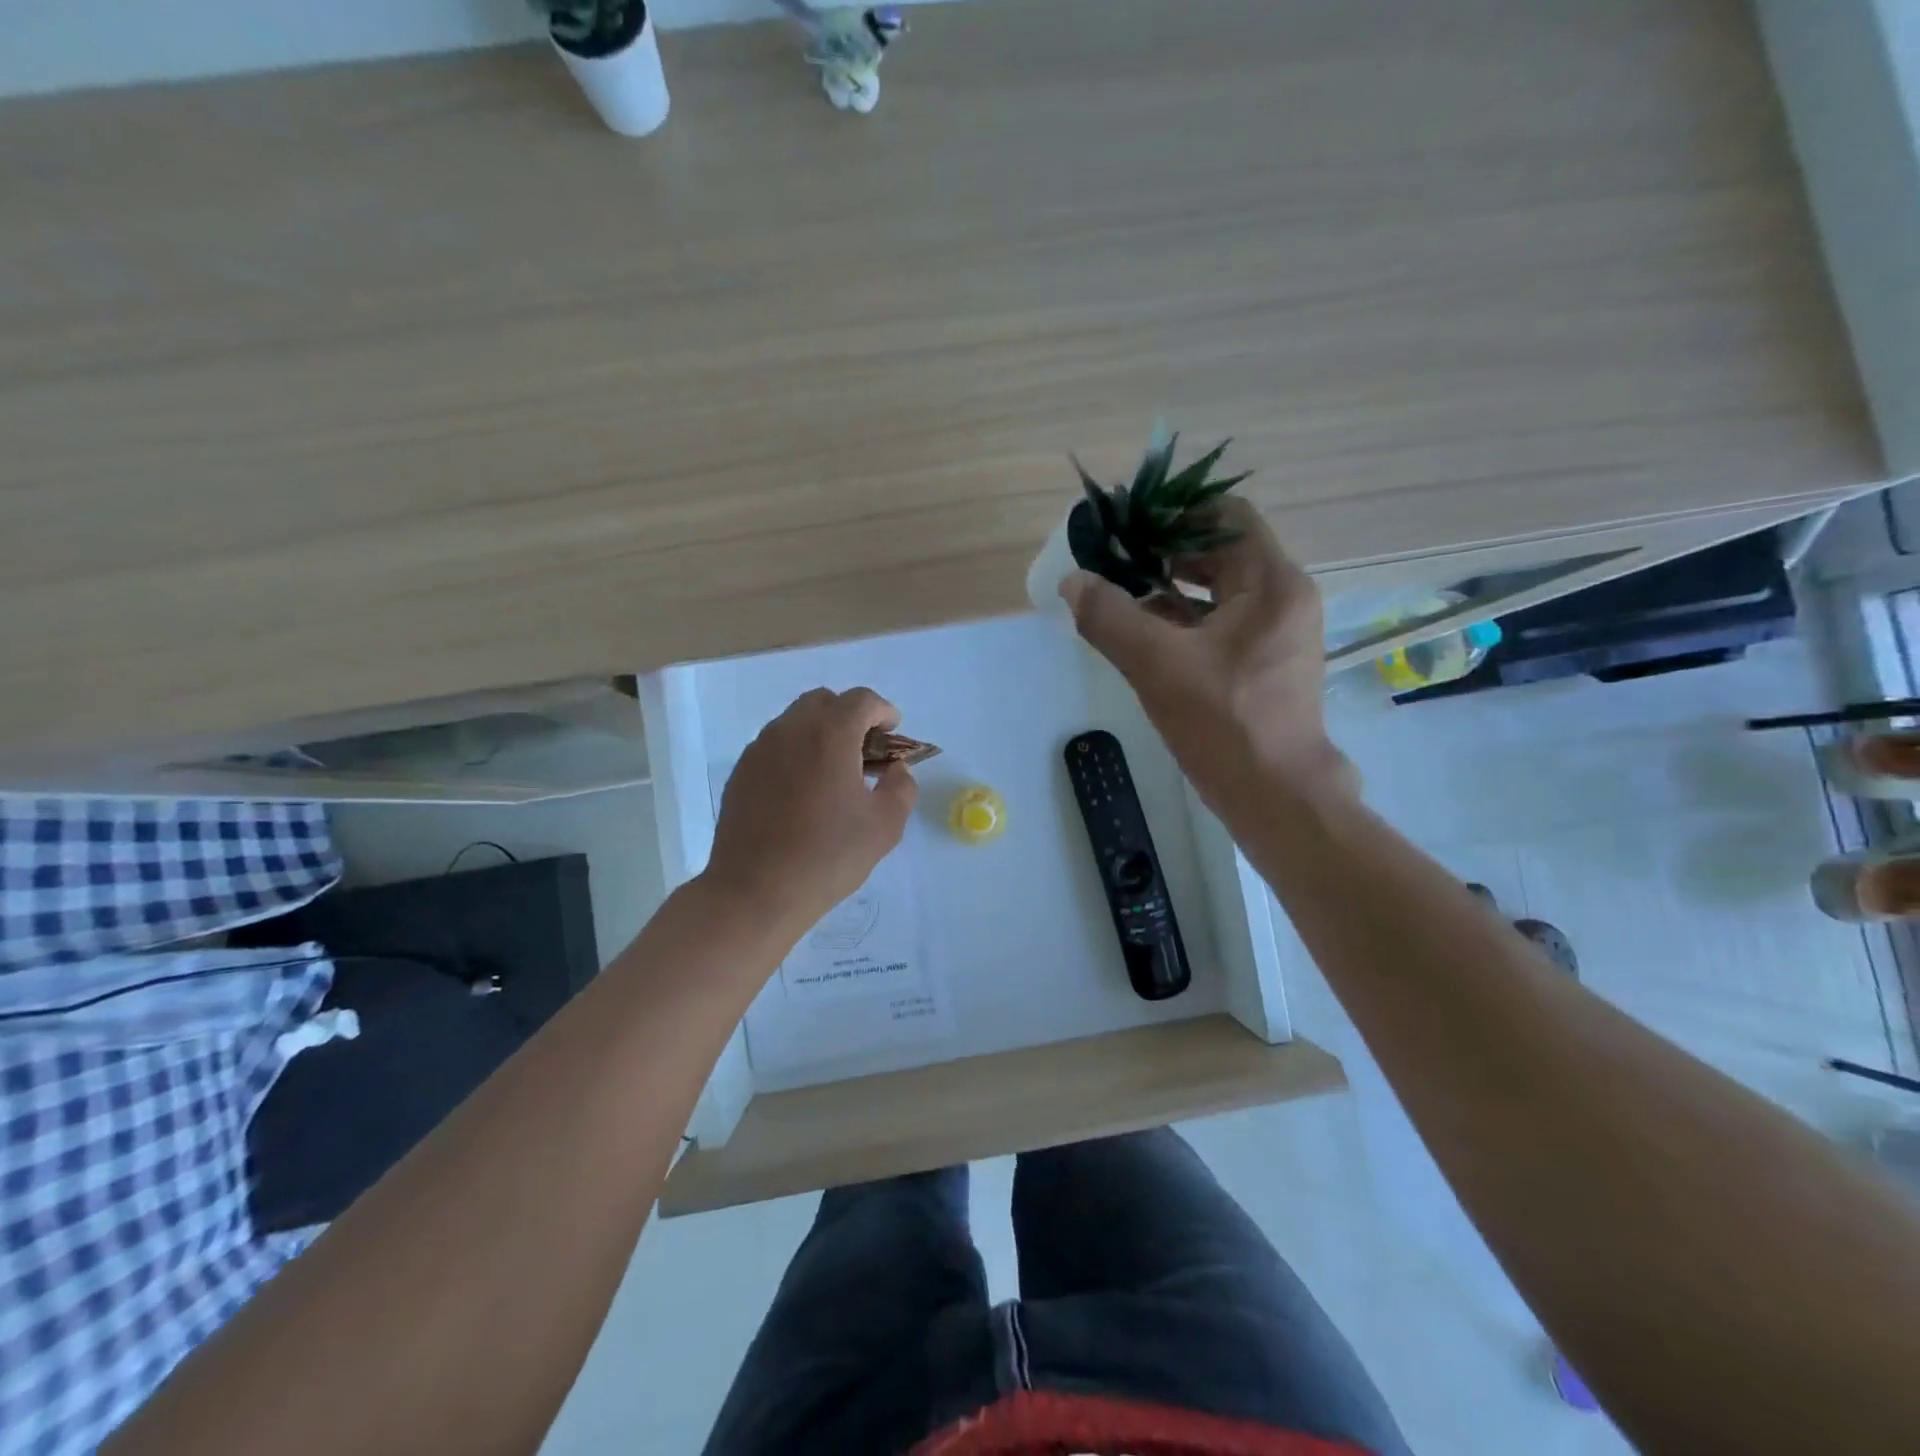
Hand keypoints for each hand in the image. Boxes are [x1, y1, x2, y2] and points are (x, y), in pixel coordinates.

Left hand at [704, 687, 918, 935]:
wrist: (755, 892)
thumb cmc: (828, 856)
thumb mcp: (885, 826)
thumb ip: (901, 787)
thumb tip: (895, 770)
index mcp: (829, 735)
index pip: (861, 700)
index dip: (883, 712)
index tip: (892, 734)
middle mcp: (790, 730)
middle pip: (824, 702)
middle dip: (850, 716)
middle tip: (864, 752)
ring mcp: (759, 750)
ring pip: (795, 722)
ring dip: (820, 733)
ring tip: (834, 774)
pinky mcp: (741, 773)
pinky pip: (774, 746)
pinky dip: (795, 753)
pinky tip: (803, 793)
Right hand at [1061, 497, 1355, 812]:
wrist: (1276, 796)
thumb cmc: (1225, 724)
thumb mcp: (1158, 665)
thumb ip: (1110, 617)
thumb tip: (1073, 582)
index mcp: (1271, 583)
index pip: (1225, 515)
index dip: (1174, 514)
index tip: (1126, 528)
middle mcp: (1281, 598)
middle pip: (1219, 551)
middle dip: (1163, 552)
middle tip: (1112, 561)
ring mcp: (1275, 632)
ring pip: (1216, 590)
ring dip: (1167, 587)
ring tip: (1117, 594)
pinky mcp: (1263, 662)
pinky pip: (1218, 622)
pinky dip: (1181, 619)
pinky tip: (1140, 632)